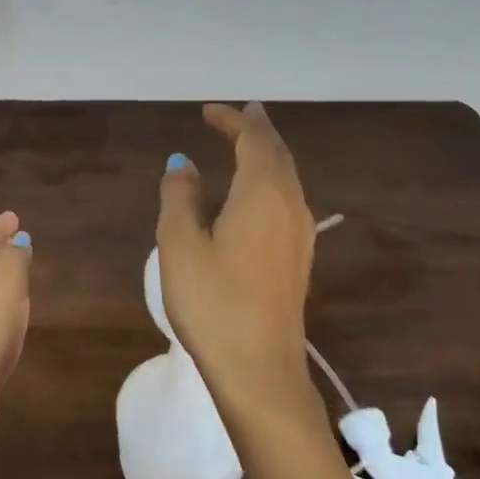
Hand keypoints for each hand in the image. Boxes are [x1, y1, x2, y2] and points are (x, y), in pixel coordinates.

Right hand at [156, 103, 318, 426]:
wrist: (259, 368)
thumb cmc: (213, 301)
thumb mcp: (180, 243)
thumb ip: (180, 196)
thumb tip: (184, 164)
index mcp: (262, 193)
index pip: (254, 140)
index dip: (233, 120)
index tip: (208, 111)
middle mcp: (289, 205)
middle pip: (277, 154)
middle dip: (255, 131)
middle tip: (234, 116)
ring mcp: (299, 234)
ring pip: (287, 178)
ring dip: (266, 155)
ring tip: (245, 145)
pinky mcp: (298, 258)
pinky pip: (287, 200)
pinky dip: (270, 181)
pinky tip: (255, 195)